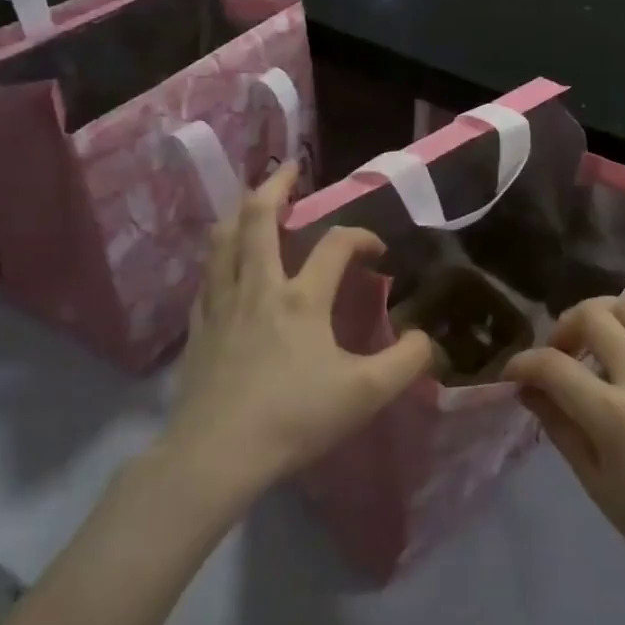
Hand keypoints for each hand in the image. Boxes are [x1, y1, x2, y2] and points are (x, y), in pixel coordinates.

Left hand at [163, 164, 433, 516]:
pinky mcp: (197, 328)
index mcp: (300, 298)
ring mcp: (221, 305)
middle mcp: (258, 287)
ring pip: (223, 240)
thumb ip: (405, 362)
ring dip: (240, 212)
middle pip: (258, 219)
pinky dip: (220, 256)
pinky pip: (207, 276)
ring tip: (253, 203)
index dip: (361, 237)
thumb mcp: (365, 394)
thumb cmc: (293, 419)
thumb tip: (426, 339)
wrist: (215, 456)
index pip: (336, 245)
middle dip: (276, 187)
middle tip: (291, 169)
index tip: (378, 252)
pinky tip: (225, 266)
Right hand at [504, 280, 624, 598]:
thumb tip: (527, 389)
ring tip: (589, 335)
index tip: (512, 375)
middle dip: (563, 327)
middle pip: (593, 317)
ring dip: (600, 311)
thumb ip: (559, 426)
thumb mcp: (595, 482)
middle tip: (557, 355)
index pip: (553, 366)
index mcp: (612, 416)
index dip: (523, 364)